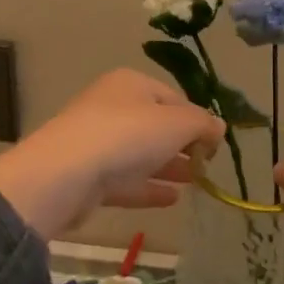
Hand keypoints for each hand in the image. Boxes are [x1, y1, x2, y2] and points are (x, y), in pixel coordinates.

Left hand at [0, 69, 224, 239]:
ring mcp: (97, 142)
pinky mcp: (89, 176)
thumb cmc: (127, 135)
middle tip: (208, 165)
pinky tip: (173, 199)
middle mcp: (112, 106)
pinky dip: (149, 187)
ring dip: (170, 167)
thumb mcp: (177, 123)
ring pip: (142, 153)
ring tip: (197, 183)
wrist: (65, 174)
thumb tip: (218, 127)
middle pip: (156, 125)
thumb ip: (202, 124)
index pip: (174, 98)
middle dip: (184, 144)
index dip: (198, 119)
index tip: (216, 144)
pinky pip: (126, 180)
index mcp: (131, 84)